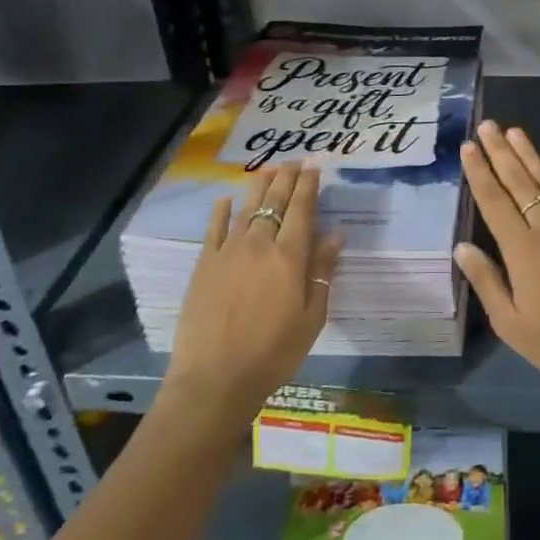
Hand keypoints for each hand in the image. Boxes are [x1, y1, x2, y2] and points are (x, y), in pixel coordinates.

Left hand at [161, 163, 343, 423]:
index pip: (302, 210)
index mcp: (289, 257)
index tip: (315, 167)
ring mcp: (228, 252)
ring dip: (259, 186)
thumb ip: (322, 271)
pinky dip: (222, 211)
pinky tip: (226, 199)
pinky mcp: (204, 265)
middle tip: (295, 160)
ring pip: (247, 209)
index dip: (309, 186)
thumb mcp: (312, 317)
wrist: (215, 379)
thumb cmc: (273, 353)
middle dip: (287, 178)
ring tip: (268, 170)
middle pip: (275, 202)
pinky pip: (214, 229)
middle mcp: (259, 244)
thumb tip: (336, 234)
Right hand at [456, 121, 539, 448]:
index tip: (468, 146)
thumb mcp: (510, 323)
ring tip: (513, 131)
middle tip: (487, 125)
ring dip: (528, 154)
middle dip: (501, 151)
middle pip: (519, 181)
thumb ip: (486, 281)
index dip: (480, 171)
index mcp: (522, 250)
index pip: (494, 201)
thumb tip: (462, 246)